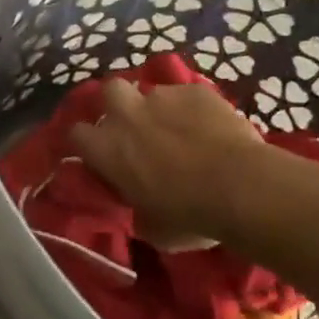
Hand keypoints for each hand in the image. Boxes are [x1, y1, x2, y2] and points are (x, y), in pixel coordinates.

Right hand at [69, 80, 265, 248]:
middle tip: (137, 126)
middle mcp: (126, 114)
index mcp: (106, 148)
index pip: (77, 134)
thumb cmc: (190, 216)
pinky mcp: (197, 90)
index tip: (103, 156)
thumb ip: (137, 209)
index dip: (89, 143)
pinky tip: (212, 127)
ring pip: (153, 93)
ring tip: (182, 130)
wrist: (242, 188)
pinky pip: (188, 95)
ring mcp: (162, 97)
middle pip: (110, 91)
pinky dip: (195, 109)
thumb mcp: (152, 228)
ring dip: (161, 109)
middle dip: (119, 104)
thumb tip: (141, 208)